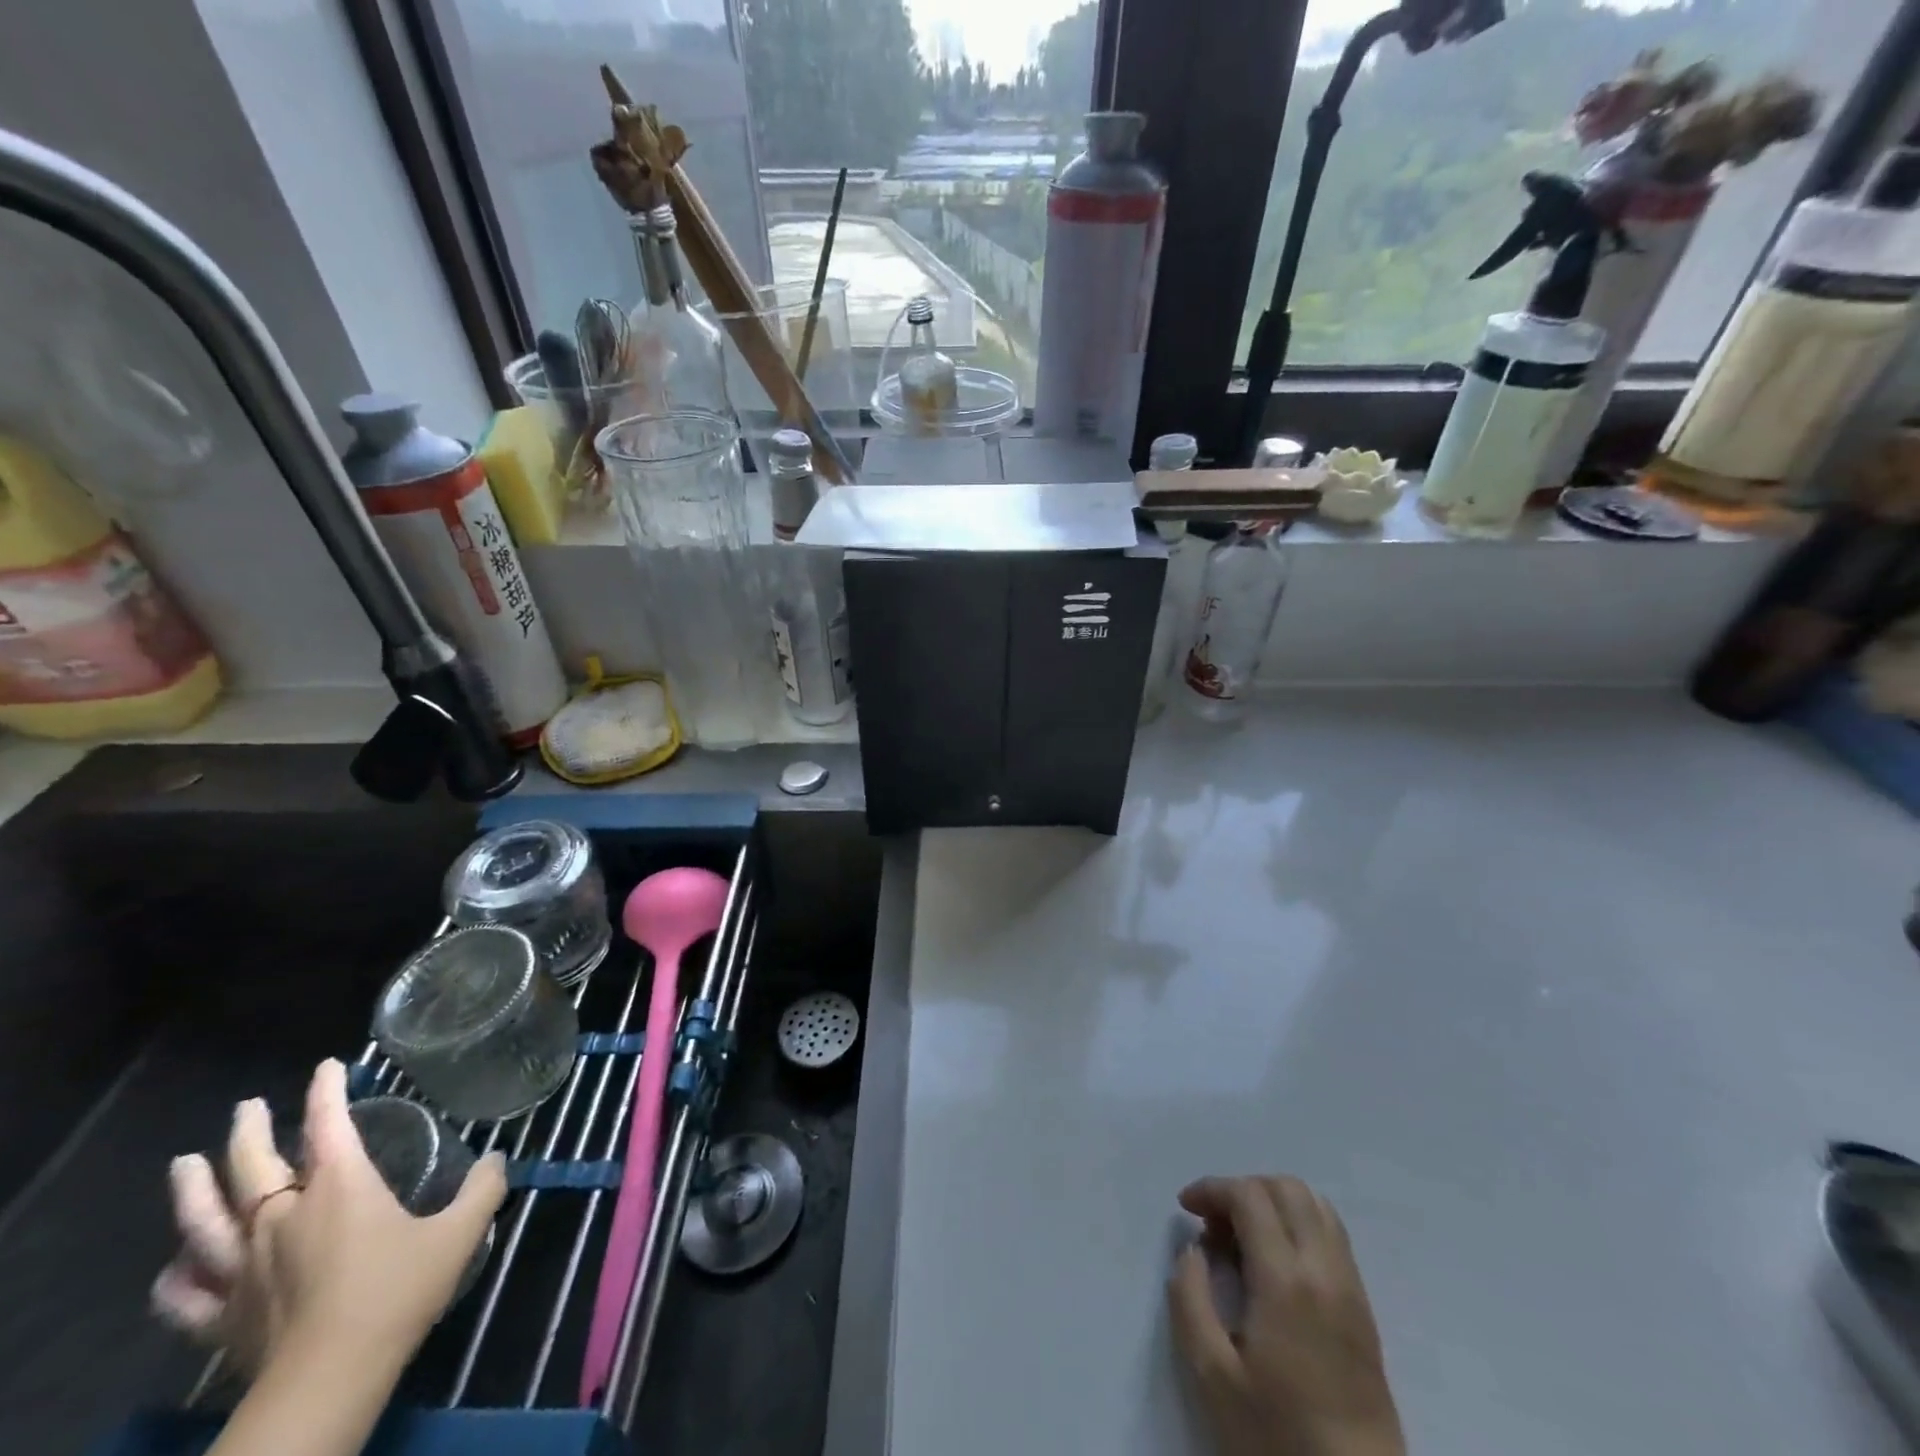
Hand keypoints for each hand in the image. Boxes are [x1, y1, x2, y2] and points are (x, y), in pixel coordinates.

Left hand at [152, 1059, 505, 1375]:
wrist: (330, 1380)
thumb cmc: (397, 1292)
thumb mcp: (460, 1234)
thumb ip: (483, 1190)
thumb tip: (497, 1161)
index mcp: (339, 1189)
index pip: (329, 1125)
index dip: (327, 1091)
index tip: (327, 1066)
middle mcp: (283, 1218)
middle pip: (253, 1167)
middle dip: (250, 1132)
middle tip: (247, 1107)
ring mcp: (243, 1270)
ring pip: (205, 1223)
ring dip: (191, 1191)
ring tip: (182, 1164)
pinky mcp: (222, 1319)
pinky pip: (185, 1297)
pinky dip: (173, 1280)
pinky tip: (172, 1267)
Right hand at [1167, 1176, 1403, 1455]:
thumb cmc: (1278, 1435)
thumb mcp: (1212, 1375)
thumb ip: (1189, 1299)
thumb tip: (1194, 1250)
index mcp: (1286, 1280)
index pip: (1249, 1196)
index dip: (1212, 1189)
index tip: (1186, 1207)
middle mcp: (1324, 1269)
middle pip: (1286, 1188)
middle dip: (1243, 1189)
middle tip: (1214, 1224)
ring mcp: (1350, 1286)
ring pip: (1315, 1204)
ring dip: (1273, 1203)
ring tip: (1243, 1239)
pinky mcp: (1364, 1307)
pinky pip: (1331, 1234)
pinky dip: (1298, 1223)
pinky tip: (1274, 1261)